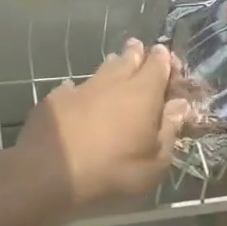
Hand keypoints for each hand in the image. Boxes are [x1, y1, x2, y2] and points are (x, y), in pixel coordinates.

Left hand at [10, 40, 189, 215]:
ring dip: (112, 66)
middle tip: (141, 51)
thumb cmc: (111, 172)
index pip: (158, 64)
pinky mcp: (55, 99)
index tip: (169, 63)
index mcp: (142, 93)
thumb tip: (179, 105)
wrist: (47, 175)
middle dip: (138, 54)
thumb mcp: (154, 163)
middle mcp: (113, 82)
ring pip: (102, 69)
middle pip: (129, 58)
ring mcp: (81, 87)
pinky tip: (77, 94)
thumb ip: (169, 130)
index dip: (165, 60)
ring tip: (116, 65)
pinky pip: (73, 87)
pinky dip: (81, 90)